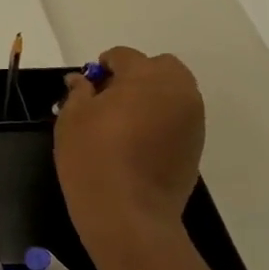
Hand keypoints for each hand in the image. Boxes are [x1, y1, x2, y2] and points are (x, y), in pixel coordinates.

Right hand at [54, 47, 204, 240]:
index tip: (86, 87)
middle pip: (160, 67)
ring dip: (151, 97)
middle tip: (108, 99)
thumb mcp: (72, 119)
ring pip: (173, 92)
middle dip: (136, 75)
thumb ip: (79, 92)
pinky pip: (178, 117)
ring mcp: (193, 119)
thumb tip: (82, 81)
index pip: (124, 56)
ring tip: (123, 122)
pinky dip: (161, 119)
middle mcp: (178, 91)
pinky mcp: (196, 145)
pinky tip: (138, 142)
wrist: (128, 213)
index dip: (102, 66)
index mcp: (146, 77)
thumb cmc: (93, 157)